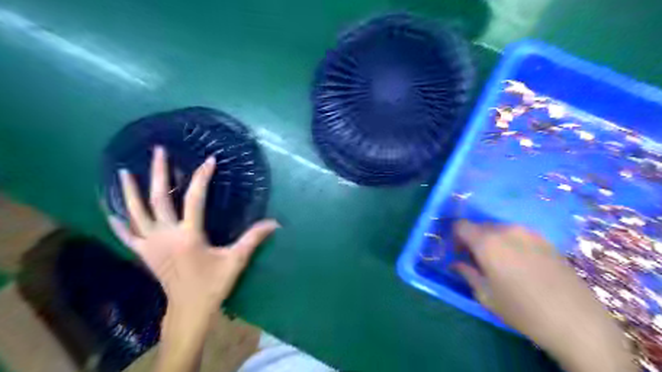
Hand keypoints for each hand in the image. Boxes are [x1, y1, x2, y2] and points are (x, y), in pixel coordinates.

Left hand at [105, 146, 278, 314]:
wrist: (188, 309)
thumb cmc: (213, 284)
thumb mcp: (236, 260)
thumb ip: (253, 238)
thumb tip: (274, 223)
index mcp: (188, 234)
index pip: (195, 198)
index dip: (202, 177)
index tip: (209, 160)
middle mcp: (165, 235)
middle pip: (158, 198)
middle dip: (159, 172)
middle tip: (158, 151)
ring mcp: (149, 244)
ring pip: (135, 213)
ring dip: (130, 191)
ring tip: (125, 172)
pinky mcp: (143, 254)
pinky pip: (126, 235)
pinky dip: (119, 222)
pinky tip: (112, 212)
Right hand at [453, 221, 632, 370]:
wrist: (577, 322)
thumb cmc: (522, 311)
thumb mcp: (486, 295)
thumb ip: (467, 273)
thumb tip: (455, 264)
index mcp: (487, 242)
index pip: (461, 225)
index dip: (456, 238)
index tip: (460, 254)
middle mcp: (506, 230)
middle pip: (480, 226)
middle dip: (474, 240)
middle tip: (478, 261)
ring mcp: (529, 233)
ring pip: (500, 230)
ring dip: (493, 241)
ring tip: (501, 264)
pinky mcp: (546, 240)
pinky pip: (519, 235)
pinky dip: (511, 244)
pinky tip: (522, 265)